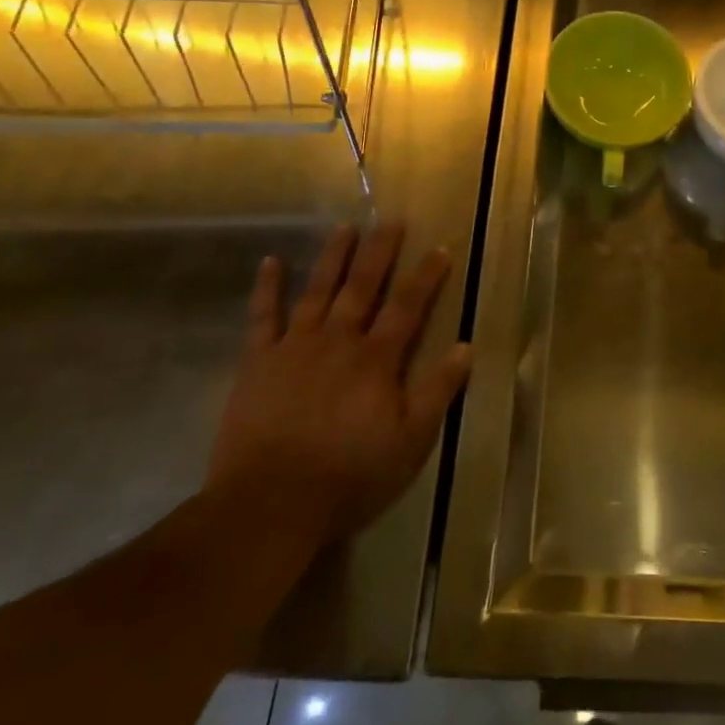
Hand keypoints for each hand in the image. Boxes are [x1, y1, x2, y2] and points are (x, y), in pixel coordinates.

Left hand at [204, 224, 471, 549]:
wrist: (269, 504)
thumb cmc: (349, 476)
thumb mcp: (410, 442)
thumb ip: (438, 391)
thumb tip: (465, 347)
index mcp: (376, 359)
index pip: (408, 306)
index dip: (426, 276)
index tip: (440, 248)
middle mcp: (339, 340)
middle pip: (363, 286)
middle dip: (380, 252)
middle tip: (391, 220)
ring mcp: (295, 347)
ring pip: (319, 291)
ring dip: (334, 257)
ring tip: (346, 227)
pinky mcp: (258, 363)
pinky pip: (263, 317)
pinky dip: (267, 288)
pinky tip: (271, 261)